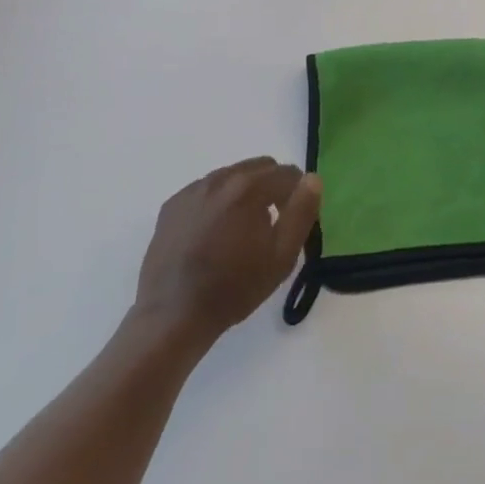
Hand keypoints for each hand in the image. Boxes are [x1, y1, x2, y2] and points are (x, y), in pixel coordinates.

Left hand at [135, 157, 321, 341]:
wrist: (172, 316)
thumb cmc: (234, 288)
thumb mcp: (281, 256)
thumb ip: (302, 212)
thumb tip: (312, 179)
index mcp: (249, 187)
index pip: (287, 173)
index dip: (297, 194)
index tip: (293, 221)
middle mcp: (220, 178)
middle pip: (259, 167)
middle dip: (272, 187)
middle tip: (270, 225)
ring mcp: (192, 190)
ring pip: (231, 176)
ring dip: (244, 193)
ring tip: (240, 231)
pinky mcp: (172, 205)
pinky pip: (205, 190)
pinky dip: (217, 202)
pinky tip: (212, 234)